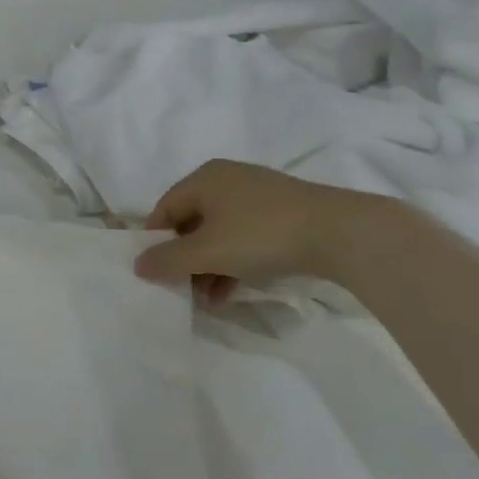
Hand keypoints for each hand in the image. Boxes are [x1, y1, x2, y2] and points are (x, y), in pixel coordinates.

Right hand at [133, 159, 389, 305]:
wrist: (341, 233)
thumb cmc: (261, 235)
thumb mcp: (207, 251)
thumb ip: (167, 260)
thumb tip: (137, 265)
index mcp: (204, 178)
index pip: (163, 209)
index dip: (155, 242)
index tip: (155, 273)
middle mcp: (227, 179)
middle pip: (190, 222)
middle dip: (183, 259)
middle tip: (181, 289)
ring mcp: (257, 195)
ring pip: (218, 233)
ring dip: (207, 267)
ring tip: (206, 299)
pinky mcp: (281, 214)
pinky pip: (243, 237)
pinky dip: (232, 262)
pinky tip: (230, 291)